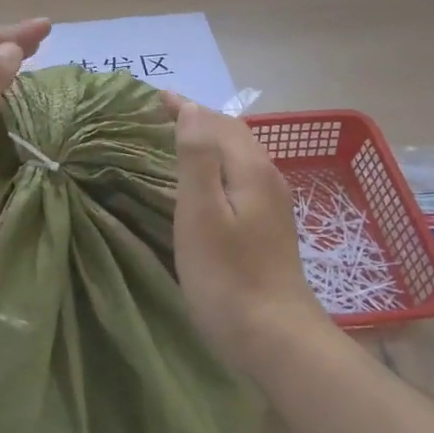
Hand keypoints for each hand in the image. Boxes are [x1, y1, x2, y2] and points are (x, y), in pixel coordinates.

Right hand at [163, 94, 329, 377]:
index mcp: (250, 169)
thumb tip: (192, 110)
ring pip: (240, 155)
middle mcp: (267, 177)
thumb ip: (197, 159)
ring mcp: (273, 203)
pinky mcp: (270, 226)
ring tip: (181, 139)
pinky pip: (242, 176)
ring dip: (211, 140)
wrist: (275, 336)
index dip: (187, 107)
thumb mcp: (200, 214)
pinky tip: (207, 181)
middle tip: (163, 114)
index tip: (157, 96)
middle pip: (233, 134)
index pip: (217, 121)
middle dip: (200, 118)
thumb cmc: (227, 276)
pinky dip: (220, 164)